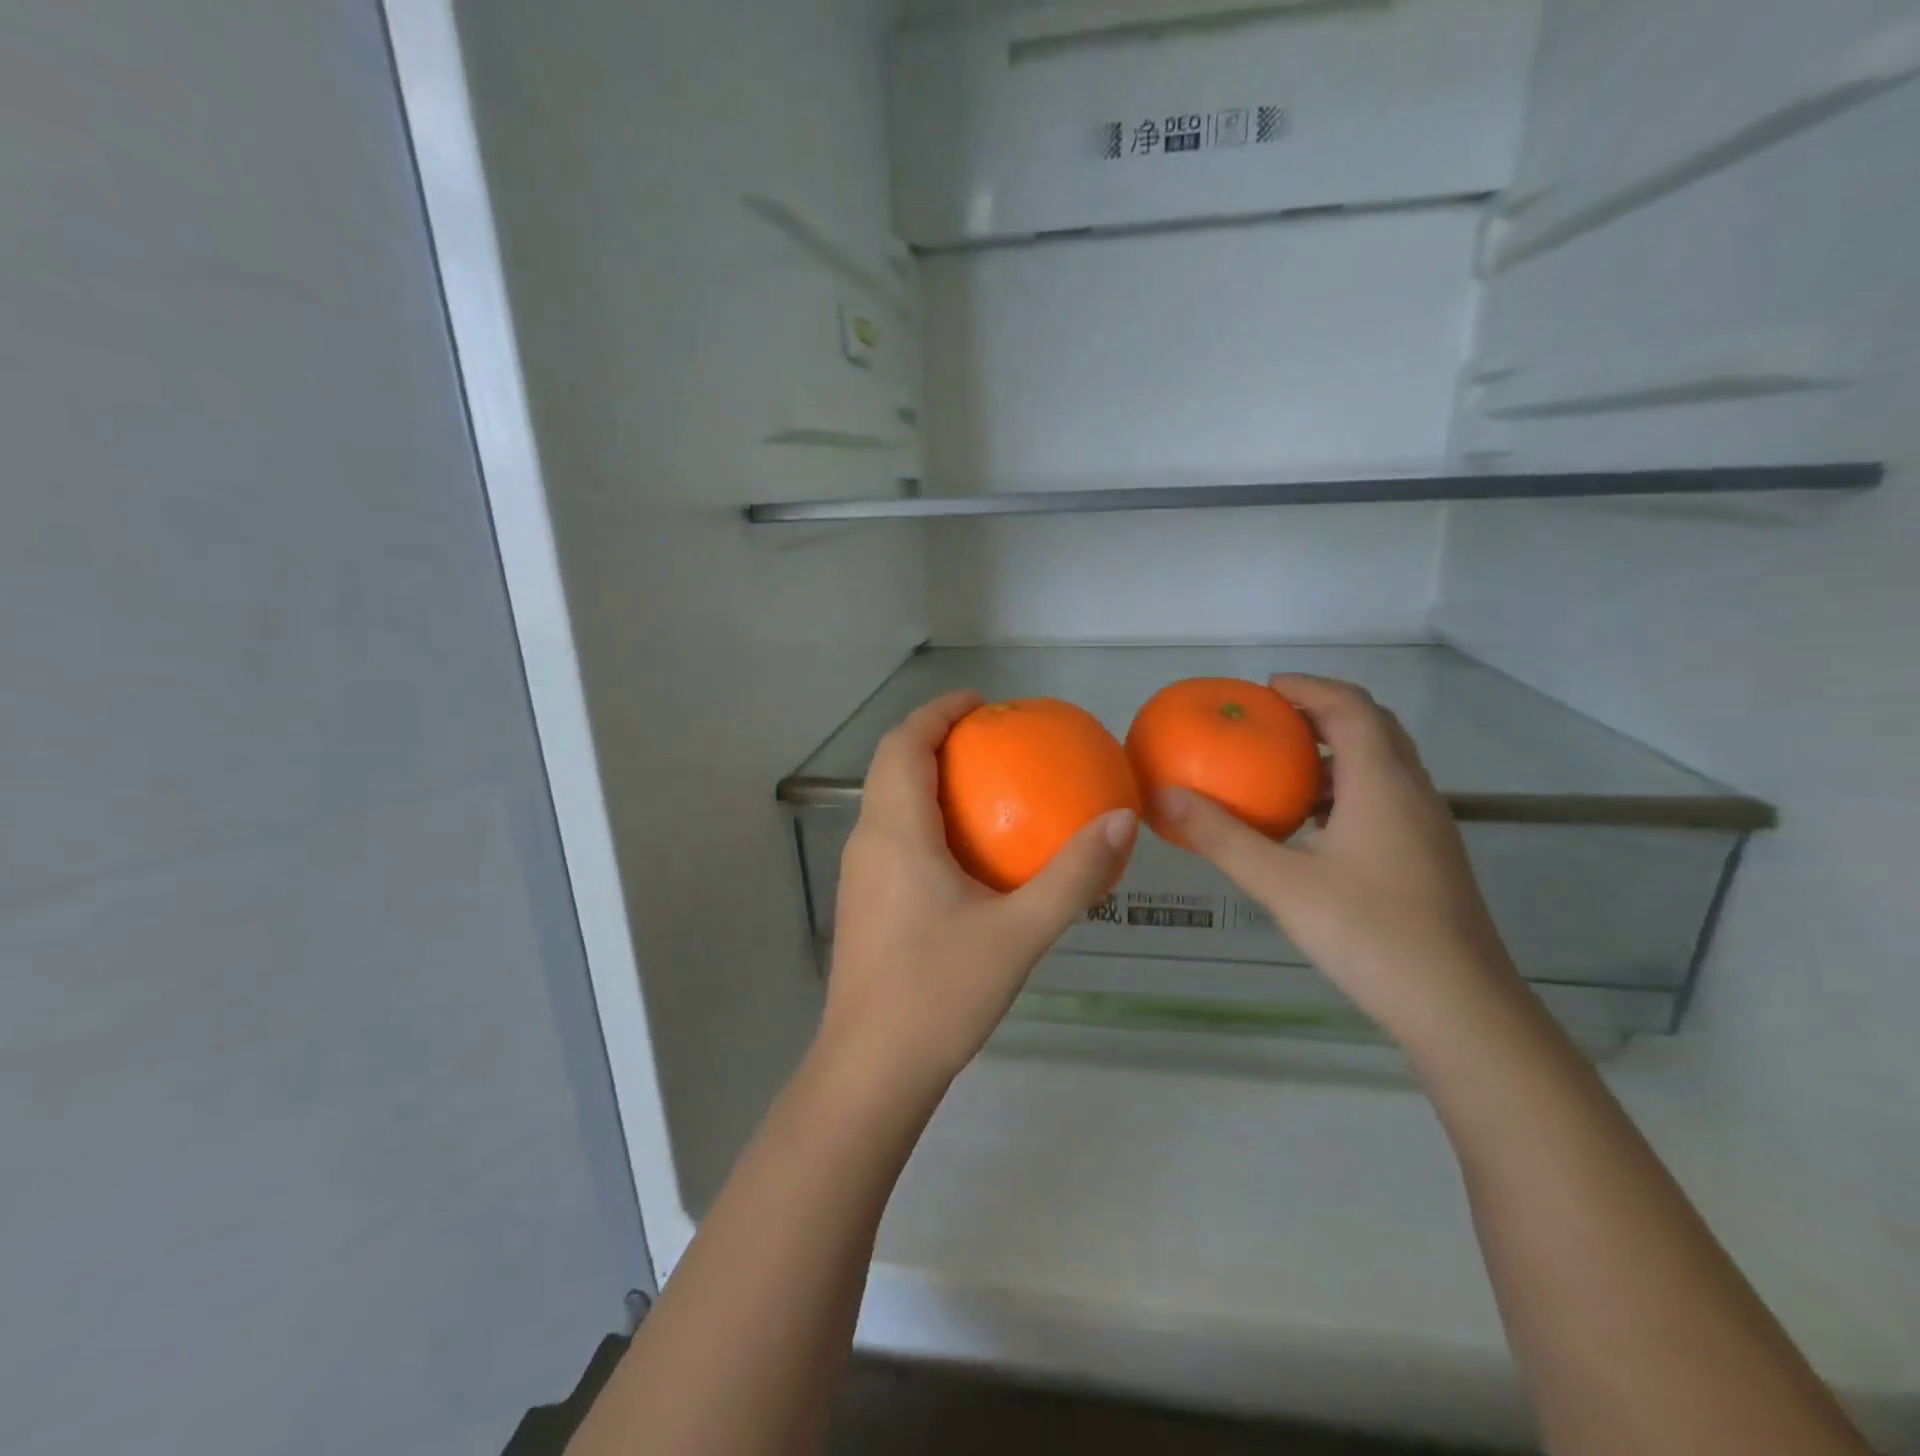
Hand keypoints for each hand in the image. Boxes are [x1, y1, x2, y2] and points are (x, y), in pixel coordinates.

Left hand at [821, 690, 1137, 1091]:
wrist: (872, 1070)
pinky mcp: (862, 903)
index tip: (982, 703)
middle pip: (890, 764)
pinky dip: (923, 817)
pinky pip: (890, 835)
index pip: (903, 744)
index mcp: (895, 832)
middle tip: (991, 739)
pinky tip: (965, 852)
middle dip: (934, 738)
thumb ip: (1073, 876)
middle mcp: (867, 841)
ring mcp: (858, 874)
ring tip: (983, 784)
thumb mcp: (1019, 933)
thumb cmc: (940, 994)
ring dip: (926, 777)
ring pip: (887, 801)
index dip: (938, 712)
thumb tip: (1120, 820)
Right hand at [1157, 675, 1519, 1040]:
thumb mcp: (1280, 883)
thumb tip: (1164, 796)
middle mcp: (1413, 793)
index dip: (1309, 687)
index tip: (1266, 689)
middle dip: (1324, 712)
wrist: (1460, 1009)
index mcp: (1382, 783)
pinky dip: (1350, 788)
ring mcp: (1428, 827)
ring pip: (1386, 764)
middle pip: (1374, 727)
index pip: (1350, 707)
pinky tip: (1315, 827)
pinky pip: (1388, 797)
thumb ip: (1221, 836)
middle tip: (1273, 721)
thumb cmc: (1368, 934)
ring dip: (1339, 752)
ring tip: (1285, 769)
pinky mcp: (1430, 858)